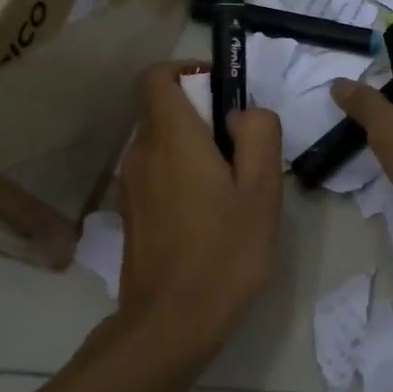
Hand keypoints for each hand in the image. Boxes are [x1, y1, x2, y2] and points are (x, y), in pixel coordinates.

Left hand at [118, 62, 282, 350]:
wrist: (171, 321)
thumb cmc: (225, 251)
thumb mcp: (262, 189)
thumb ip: (259, 134)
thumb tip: (243, 115)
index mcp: (171, 138)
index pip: (157, 76)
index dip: (187, 70)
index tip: (221, 90)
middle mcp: (141, 153)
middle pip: (163, 109)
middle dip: (202, 113)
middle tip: (242, 149)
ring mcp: (131, 185)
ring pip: (162, 143)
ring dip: (194, 147)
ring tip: (231, 187)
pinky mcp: (131, 213)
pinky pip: (157, 173)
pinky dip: (181, 174)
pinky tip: (210, 215)